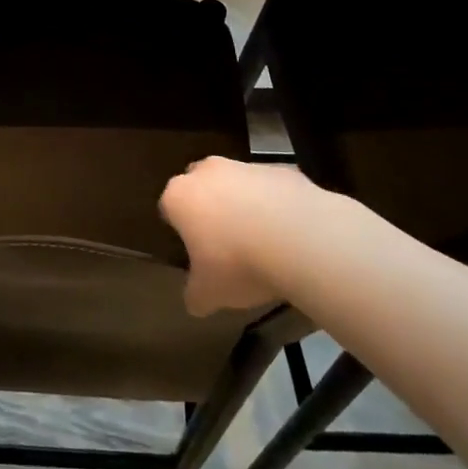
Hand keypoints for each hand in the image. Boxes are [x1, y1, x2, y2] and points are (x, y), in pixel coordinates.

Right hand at [159, 156, 318, 314]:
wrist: (299, 238)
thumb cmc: (238, 263)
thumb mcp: (210, 293)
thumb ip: (196, 294)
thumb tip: (195, 301)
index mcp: (179, 196)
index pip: (168, 207)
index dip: (180, 230)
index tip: (194, 251)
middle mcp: (207, 172)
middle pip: (200, 186)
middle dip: (209, 208)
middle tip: (225, 242)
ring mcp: (245, 166)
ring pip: (237, 183)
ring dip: (244, 204)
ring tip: (263, 241)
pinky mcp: (281, 169)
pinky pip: (271, 188)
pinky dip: (276, 205)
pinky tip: (290, 233)